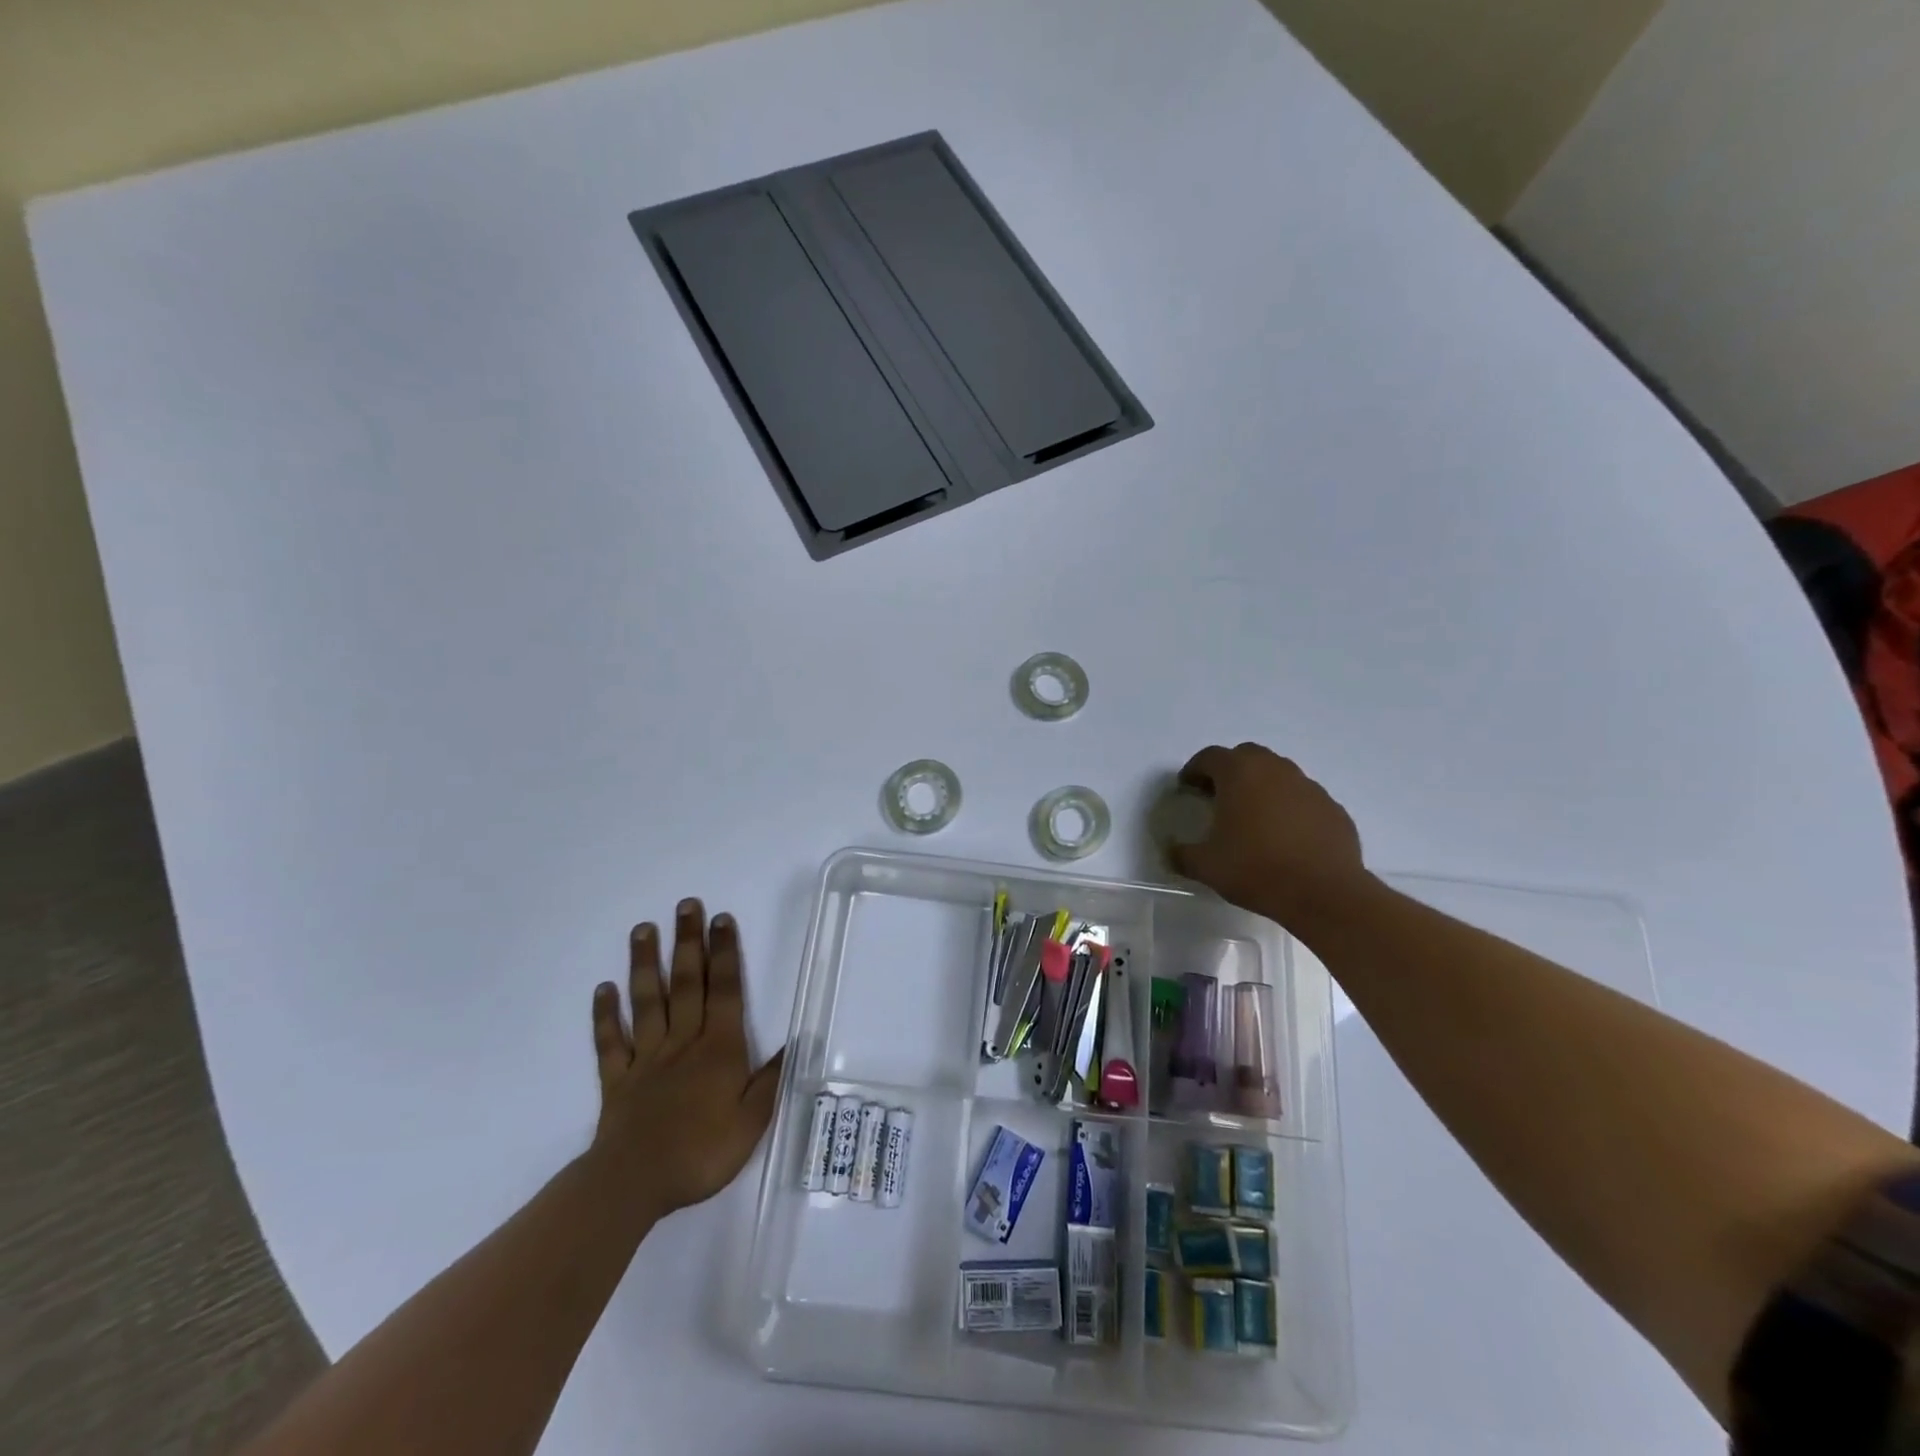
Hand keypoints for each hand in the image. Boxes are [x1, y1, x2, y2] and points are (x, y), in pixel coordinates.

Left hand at [589, 899, 784, 1224]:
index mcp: (718, 1048)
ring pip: (647, 1001)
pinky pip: (611, 1041)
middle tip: (685, 905)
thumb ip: (772, 1078)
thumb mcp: (752, 1120)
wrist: (634, 1184)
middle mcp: (683, 1042)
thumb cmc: (701, 1152)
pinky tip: (603, 989)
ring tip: (643, 930)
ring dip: (645, 964)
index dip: (725, 954)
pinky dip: (606, 1015)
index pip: (726, 991)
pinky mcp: (617, 1079)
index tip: (721, 919)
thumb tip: (798, 1040)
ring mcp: (647, 1057)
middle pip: (687, 983)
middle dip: (688, 942)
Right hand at [1171, 743, 1371, 931]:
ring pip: (1278, 774)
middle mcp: (1275, 770)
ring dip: (1262, 786)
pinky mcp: (1332, 808)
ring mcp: (1308, 787)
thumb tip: (1172, 850)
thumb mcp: (1206, 866)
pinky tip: (1285, 836)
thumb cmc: (1256, 870)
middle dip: (1229, 770)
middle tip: (1219, 796)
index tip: (1187, 788)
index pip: (1210, 757)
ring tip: (1253, 817)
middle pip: (1247, 756)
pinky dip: (1289, 807)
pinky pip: (1303, 798)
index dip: (1194, 770)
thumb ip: (1182, 854)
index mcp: (1240, 774)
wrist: (1324, 893)